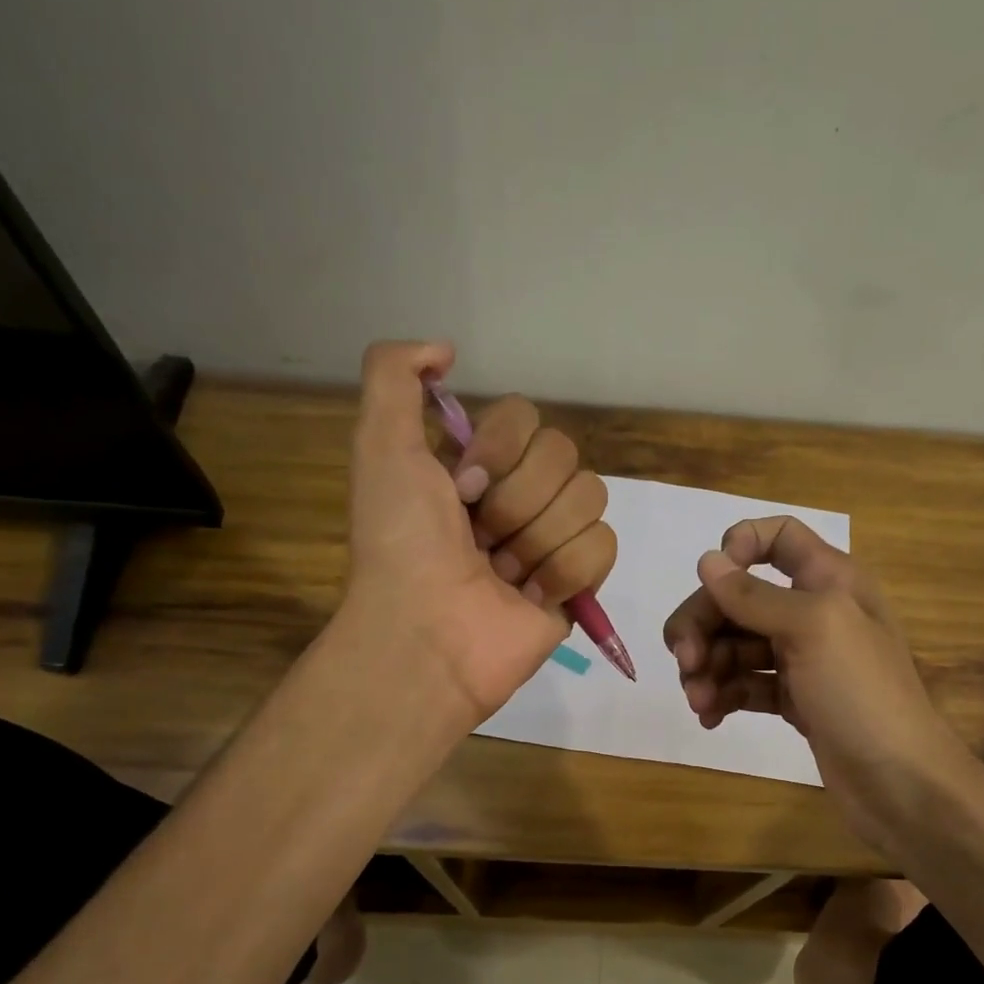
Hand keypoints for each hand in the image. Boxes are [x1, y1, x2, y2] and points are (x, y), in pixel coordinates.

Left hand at [342, 340, 616, 728]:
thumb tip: (445, 349)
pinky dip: (564, 571)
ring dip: (538, 538)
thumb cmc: (402, 544)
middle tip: (481, 538)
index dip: (500, 447)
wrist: (427, 634)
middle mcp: (519, 496)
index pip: (527, 417)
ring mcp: (553, 539)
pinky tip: (530, 596)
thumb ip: (394, 375)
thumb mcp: (380, 447)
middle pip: (564, 455)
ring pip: (590, 497)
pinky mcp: (580, 582)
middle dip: (517, 499)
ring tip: (502, 573)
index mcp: (479, 465)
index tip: (463, 486)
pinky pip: (604, 545)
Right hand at [662, 517, 964, 857]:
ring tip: (699, 701)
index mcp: (829, 579)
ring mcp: (802, 659)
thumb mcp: (812, 628)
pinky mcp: (793, 700)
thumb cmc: (862, 692)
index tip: (713, 580)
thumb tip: (708, 561)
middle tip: (686, 662)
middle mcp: (813, 612)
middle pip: (740, 597)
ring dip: (708, 667)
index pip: (778, 537)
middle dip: (704, 624)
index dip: (740, 546)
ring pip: (735, 644)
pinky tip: (709, 716)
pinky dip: (723, 695)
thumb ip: (755, 595)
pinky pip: (745, 684)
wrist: (900, 782)